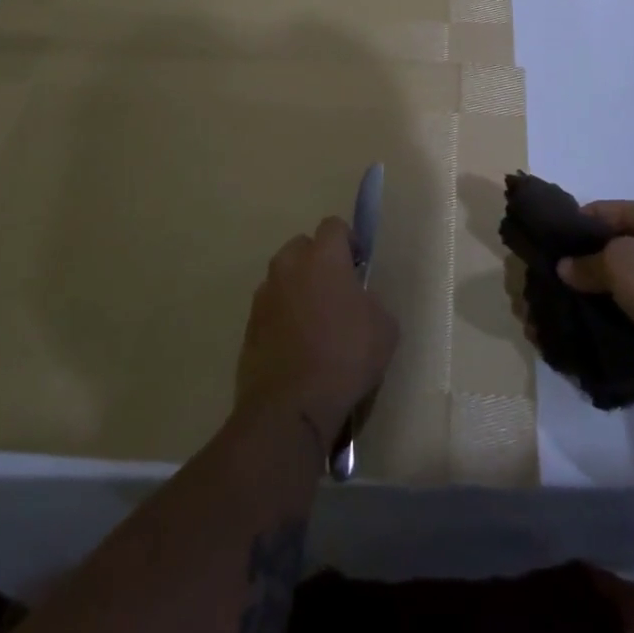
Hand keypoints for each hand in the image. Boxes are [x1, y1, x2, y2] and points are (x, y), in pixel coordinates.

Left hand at [236, 217, 399, 451]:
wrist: (291, 406)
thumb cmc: (346, 357)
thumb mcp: (385, 326)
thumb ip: (371, 300)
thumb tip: (359, 300)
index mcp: (323, 257)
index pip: (334, 225)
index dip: (349, 242)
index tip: (359, 267)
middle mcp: (289, 266)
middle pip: (303, 246)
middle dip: (319, 260)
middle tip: (337, 291)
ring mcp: (264, 295)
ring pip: (284, 277)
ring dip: (298, 288)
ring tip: (315, 322)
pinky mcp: (249, 325)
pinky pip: (271, 307)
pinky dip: (283, 317)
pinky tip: (298, 346)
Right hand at [557, 201, 633, 395]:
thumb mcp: (621, 265)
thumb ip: (587, 264)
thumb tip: (565, 267)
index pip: (600, 211)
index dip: (571, 227)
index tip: (544, 249)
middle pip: (612, 246)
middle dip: (582, 264)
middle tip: (551, 285)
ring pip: (625, 280)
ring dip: (600, 294)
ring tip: (567, 310)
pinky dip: (620, 315)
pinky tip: (596, 328)